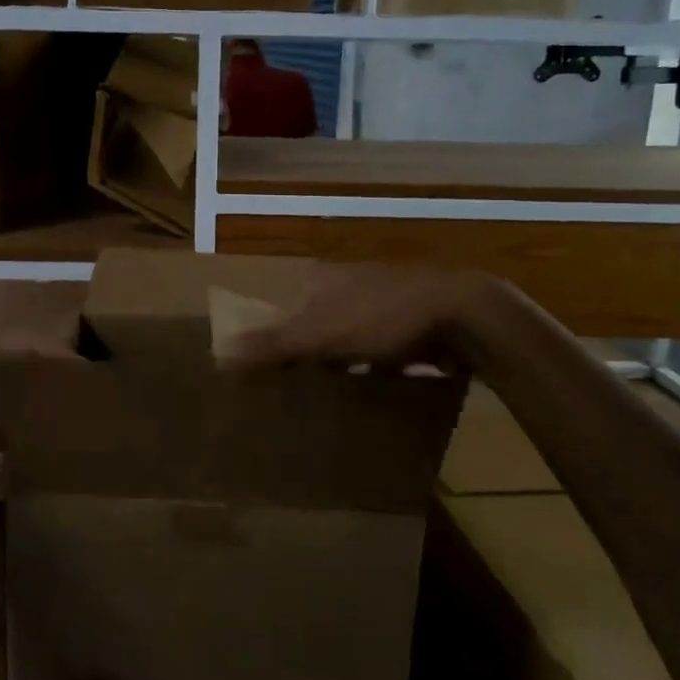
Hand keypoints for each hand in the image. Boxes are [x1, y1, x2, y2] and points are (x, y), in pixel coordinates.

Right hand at [221, 265, 510, 373]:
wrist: (462, 316)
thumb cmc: (380, 317)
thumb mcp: (318, 334)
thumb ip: (270, 345)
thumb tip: (218, 353)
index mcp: (321, 279)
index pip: (281, 305)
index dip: (269, 335)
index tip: (259, 369)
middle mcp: (348, 285)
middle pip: (313, 322)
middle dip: (303, 353)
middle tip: (286, 390)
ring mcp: (381, 304)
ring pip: (347, 338)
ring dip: (337, 364)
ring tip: (320, 400)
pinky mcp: (410, 327)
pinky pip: (379, 353)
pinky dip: (371, 372)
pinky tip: (366, 397)